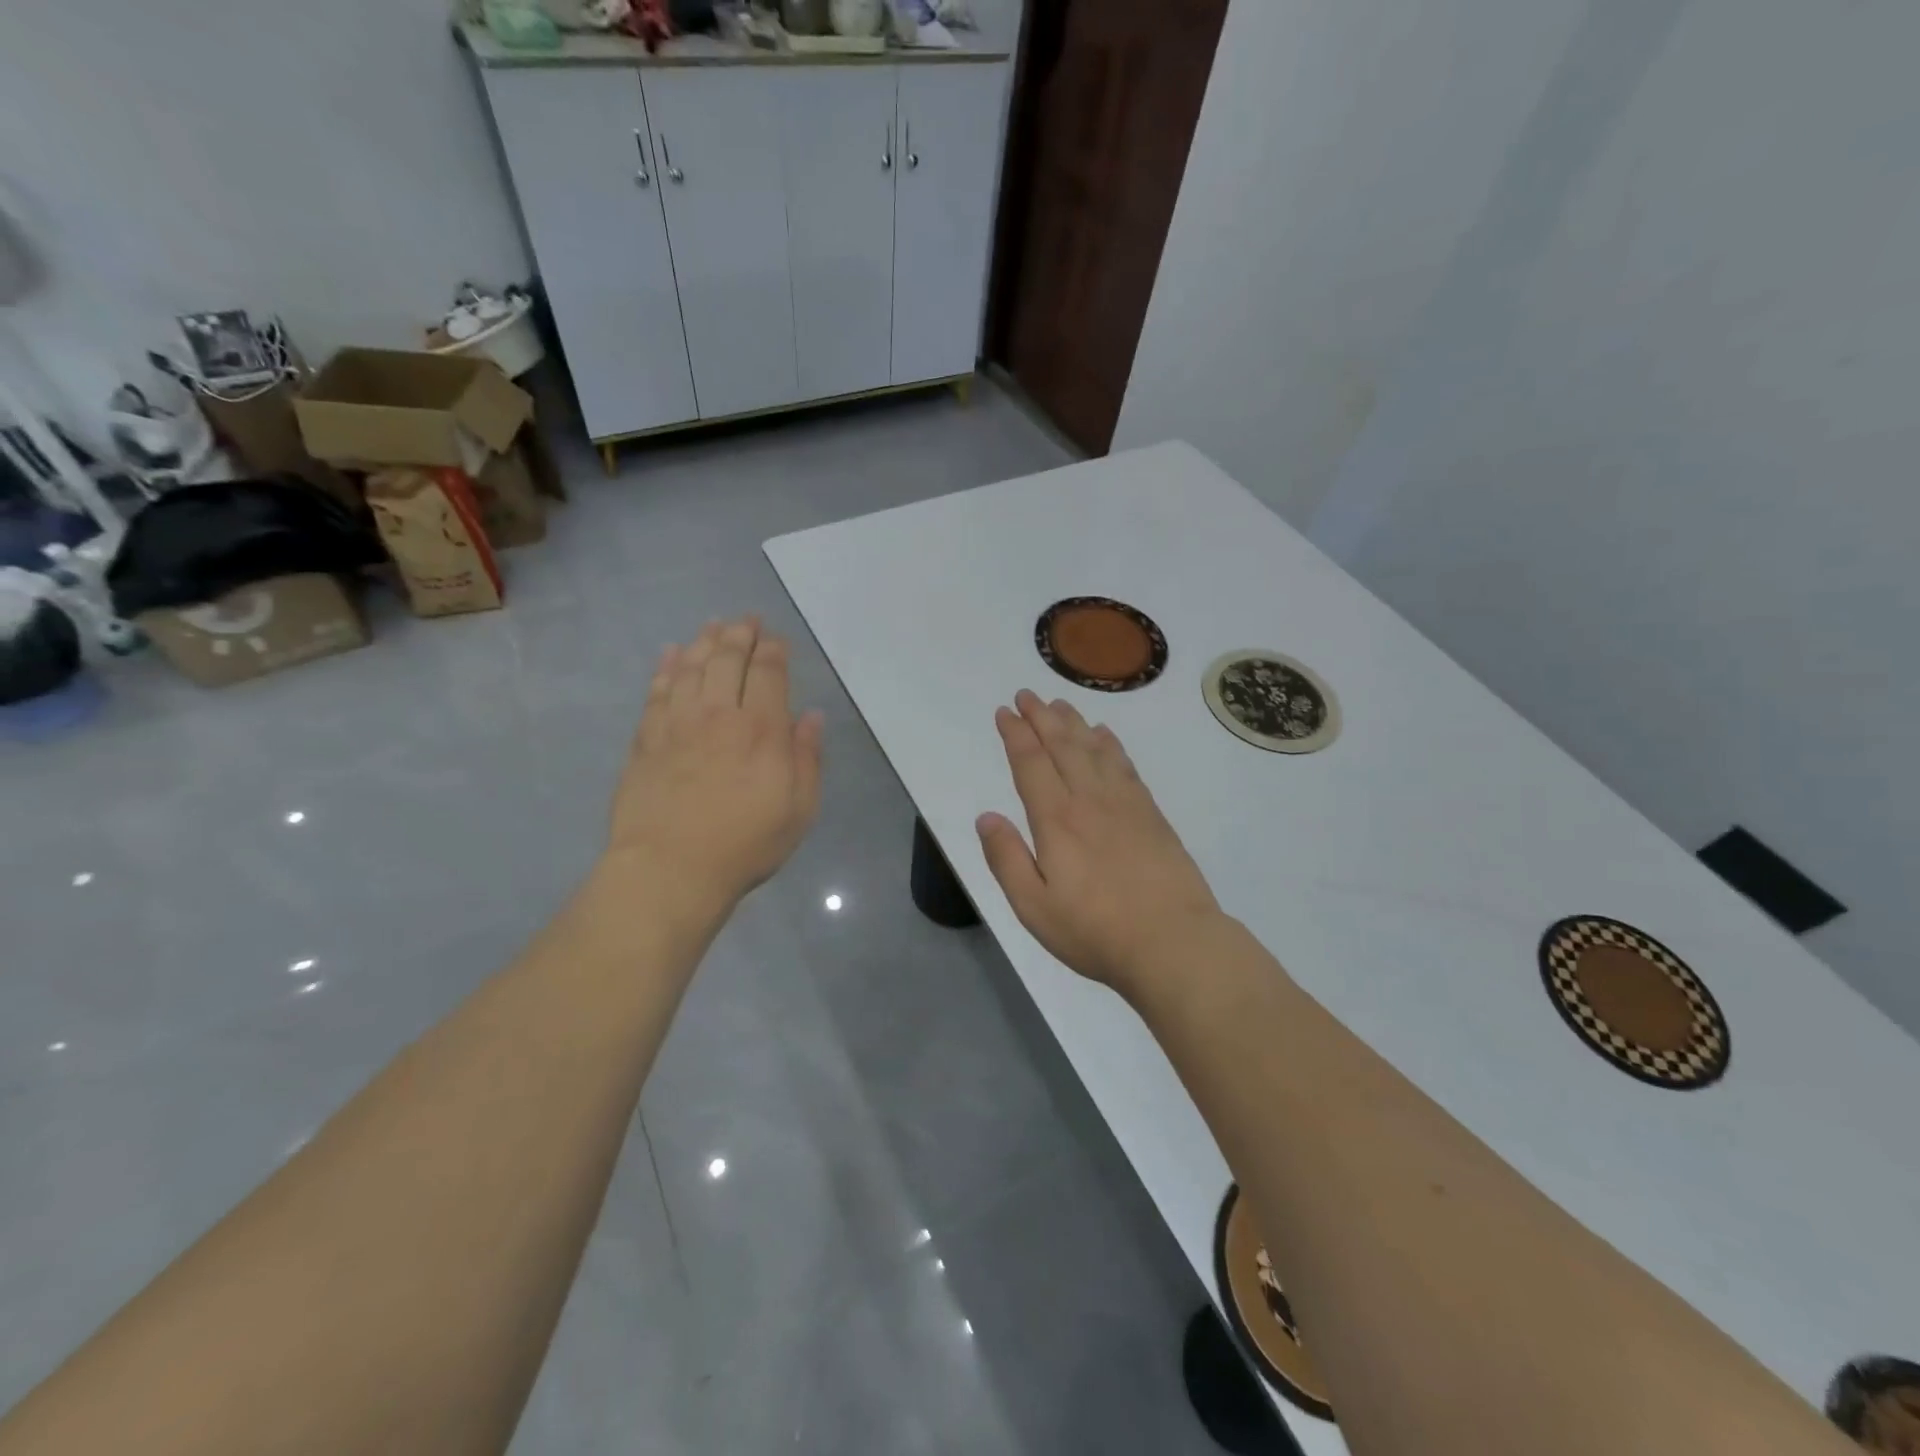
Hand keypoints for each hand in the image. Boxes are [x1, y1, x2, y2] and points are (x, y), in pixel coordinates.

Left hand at [608, 617, 823, 910]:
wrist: (670, 869)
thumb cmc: (745, 843)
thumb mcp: (799, 808)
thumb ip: (807, 757)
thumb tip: (812, 716)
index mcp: (762, 730)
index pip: (769, 673)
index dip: (773, 650)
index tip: (776, 638)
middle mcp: (720, 714)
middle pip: (728, 659)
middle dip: (740, 635)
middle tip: (746, 620)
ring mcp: (678, 724)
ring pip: (691, 667)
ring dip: (704, 642)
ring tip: (713, 625)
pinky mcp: (646, 739)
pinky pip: (657, 691)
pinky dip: (666, 667)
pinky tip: (671, 653)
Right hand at [975, 690, 1222, 996]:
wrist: (1173, 942)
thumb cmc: (1095, 931)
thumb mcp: (1034, 907)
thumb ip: (1006, 859)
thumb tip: (986, 816)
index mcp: (1056, 820)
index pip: (1030, 764)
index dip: (1015, 734)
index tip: (1005, 712)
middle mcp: (1089, 800)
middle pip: (1062, 746)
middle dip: (1041, 717)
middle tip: (1027, 695)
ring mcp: (1124, 804)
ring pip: (1094, 749)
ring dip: (1074, 723)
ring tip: (1059, 704)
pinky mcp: (1151, 814)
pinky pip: (1125, 766)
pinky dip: (1110, 744)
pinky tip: (1104, 736)